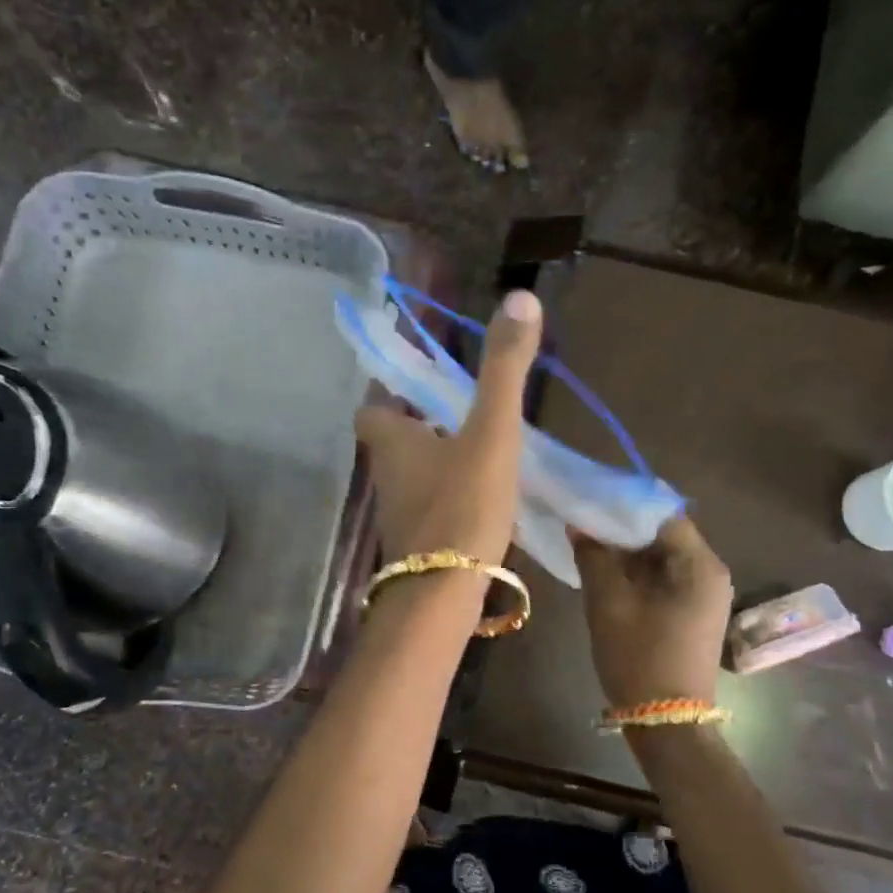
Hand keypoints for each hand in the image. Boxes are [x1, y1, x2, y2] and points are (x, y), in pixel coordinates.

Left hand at [354, 289, 543, 564]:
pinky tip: (485, 504)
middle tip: (466, 420)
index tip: (426, 392)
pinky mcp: (418, 547)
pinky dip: (451, 501)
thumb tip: (521, 298)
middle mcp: (386, 477)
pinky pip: (431, 511)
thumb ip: (504, 370)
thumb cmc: (462, 505)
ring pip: (414, 479)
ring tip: (484, 458)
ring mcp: (399, 516)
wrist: (444, 594)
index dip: (391, 398)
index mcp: (392, 442)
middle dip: (423, 430)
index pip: (372, 410)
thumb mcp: (490, 432)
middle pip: (395, 444)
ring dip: (440, 466)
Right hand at [572, 515, 733, 706]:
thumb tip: (580, 525)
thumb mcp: (608, 604)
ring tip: (588, 546)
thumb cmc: (639, 658)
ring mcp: (705, 595)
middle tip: (583, 523)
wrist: (667, 723)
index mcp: (699, 565)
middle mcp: (710, 573)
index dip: (625, 505)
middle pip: (664, 534)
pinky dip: (637, 573)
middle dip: (623, 529)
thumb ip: (593, 557)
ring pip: (662, 557)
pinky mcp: (694, 613)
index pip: (663, 514)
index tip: (590, 501)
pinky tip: (606, 575)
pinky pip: (664, 579)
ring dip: (627, 552)